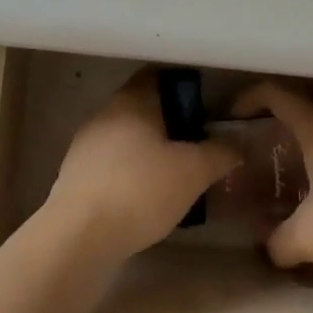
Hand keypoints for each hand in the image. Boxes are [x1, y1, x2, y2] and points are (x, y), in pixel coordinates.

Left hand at [46, 69, 240, 263]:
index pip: (159, 76)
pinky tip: (147, 198)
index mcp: (132, 100)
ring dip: (150, 151)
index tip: (206, 106)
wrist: (80, 236)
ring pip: (127, 137)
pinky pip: (112, 164)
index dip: (184, 87)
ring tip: (176, 175)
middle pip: (144, 108)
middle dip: (171, 123)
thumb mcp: (194, 171)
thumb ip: (220, 153)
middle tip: (198, 144)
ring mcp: (86, 145)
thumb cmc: (141, 189)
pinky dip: (131, 173)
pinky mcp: (75, 176)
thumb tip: (236, 146)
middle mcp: (105, 113)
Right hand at [232, 80, 312, 286]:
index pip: (278, 94)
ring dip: (311, 125)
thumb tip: (266, 247)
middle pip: (309, 94)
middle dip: (282, 104)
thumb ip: (279, 241)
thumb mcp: (312, 238)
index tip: (232, 115)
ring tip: (294, 157)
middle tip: (262, 128)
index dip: (250, 97)